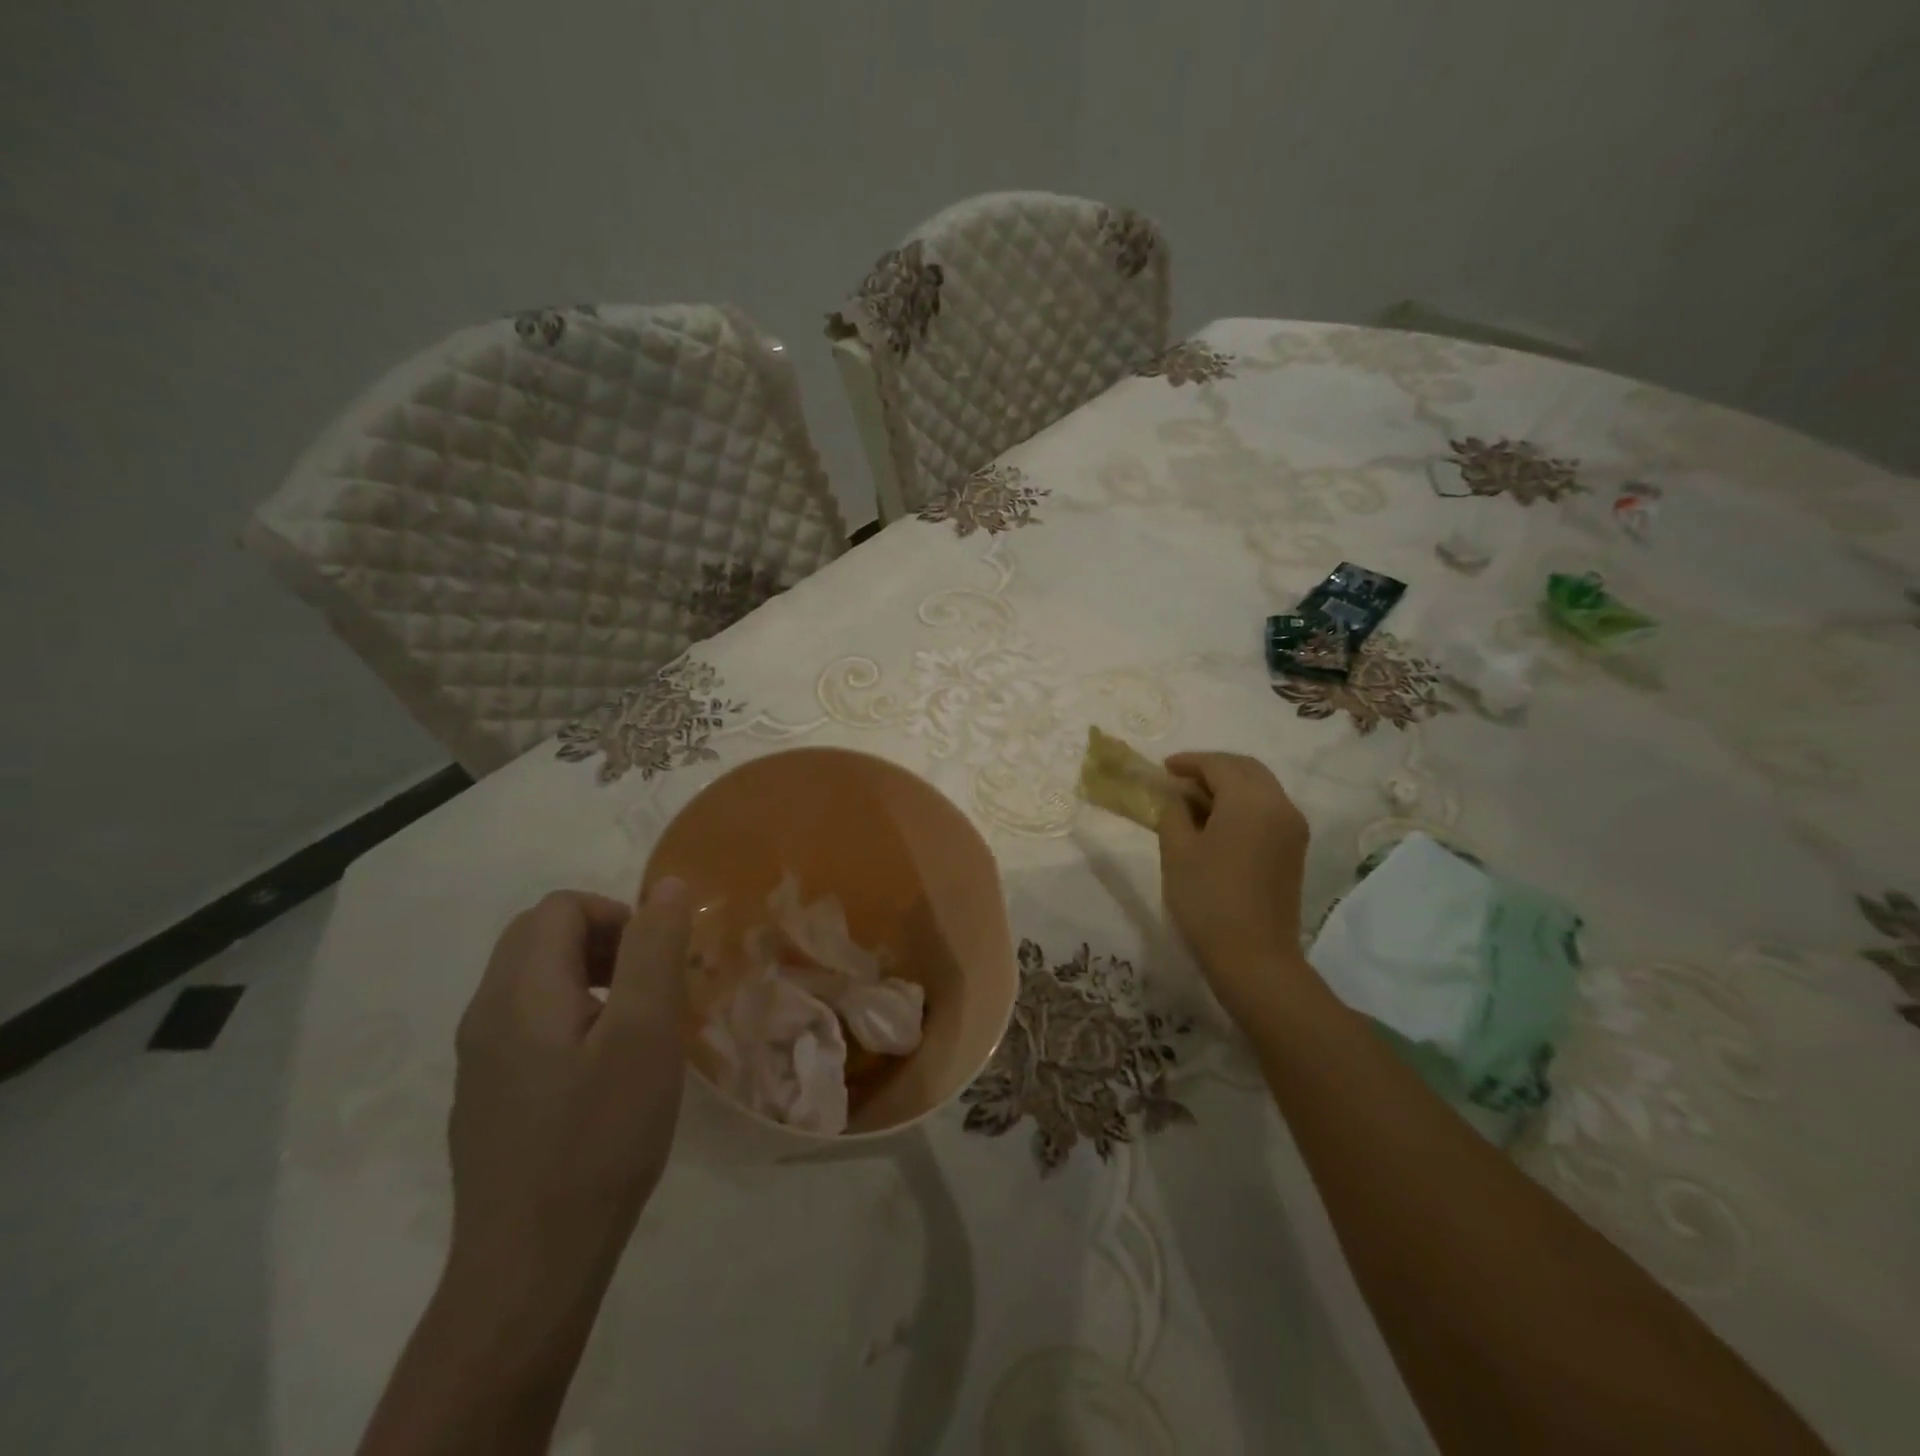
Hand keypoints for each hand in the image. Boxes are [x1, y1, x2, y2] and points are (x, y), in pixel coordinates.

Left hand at [447, 880, 691, 1288]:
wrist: (531, 1264)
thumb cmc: (599, 1137)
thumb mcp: (645, 1033)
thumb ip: (654, 950)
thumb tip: (665, 887)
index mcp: (518, 992)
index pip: (560, 908)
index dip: (617, 916)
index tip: (658, 962)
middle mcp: (485, 1014)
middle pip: (540, 936)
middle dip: (604, 941)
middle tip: (651, 986)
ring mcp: (480, 1059)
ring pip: (534, 979)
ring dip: (591, 977)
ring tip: (636, 1025)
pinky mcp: (489, 1094)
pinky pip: (529, 1022)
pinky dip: (573, 1015)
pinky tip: (605, 1070)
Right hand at [1156, 752, 1311, 1016]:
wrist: (1254, 957)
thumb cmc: (1207, 899)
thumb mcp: (1177, 850)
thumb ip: (1173, 811)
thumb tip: (1175, 795)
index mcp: (1251, 800)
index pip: (1218, 765)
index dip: (1188, 762)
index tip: (1162, 768)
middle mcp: (1280, 805)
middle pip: (1246, 769)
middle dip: (1212, 768)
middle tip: (1179, 778)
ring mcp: (1292, 828)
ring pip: (1260, 788)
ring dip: (1228, 785)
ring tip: (1194, 800)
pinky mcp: (1294, 849)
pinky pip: (1267, 809)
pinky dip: (1242, 804)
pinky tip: (1216, 821)